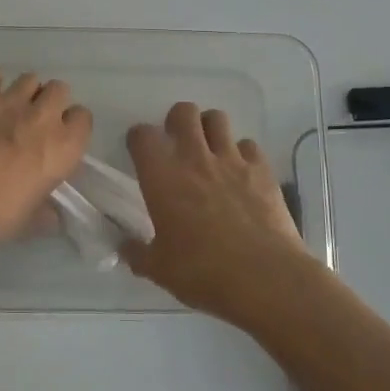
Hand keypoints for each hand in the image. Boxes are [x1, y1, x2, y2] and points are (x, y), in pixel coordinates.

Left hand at [0, 68, 92, 255]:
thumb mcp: (26, 223)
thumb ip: (45, 213)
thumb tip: (52, 215)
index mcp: (62, 148)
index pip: (84, 119)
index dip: (72, 128)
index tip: (59, 140)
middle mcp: (41, 116)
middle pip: (59, 89)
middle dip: (51, 102)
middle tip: (35, 123)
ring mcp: (8, 100)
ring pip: (29, 79)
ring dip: (25, 92)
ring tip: (9, 111)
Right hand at [119, 102, 311, 327]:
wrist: (264, 278)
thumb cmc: (202, 272)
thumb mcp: (159, 270)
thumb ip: (137, 253)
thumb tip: (125, 247)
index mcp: (162, 177)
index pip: (142, 136)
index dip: (138, 139)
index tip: (139, 152)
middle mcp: (194, 158)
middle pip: (183, 112)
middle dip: (177, 121)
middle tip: (176, 143)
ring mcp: (231, 160)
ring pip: (217, 119)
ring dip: (209, 128)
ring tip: (208, 149)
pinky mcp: (262, 169)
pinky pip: (249, 145)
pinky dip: (242, 153)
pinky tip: (241, 172)